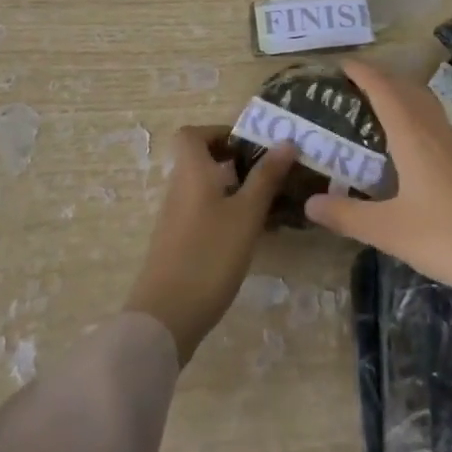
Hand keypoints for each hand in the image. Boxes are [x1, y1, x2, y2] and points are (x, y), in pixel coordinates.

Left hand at [123, 126, 296, 364]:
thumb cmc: (209, 255)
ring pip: (206, 190)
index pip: (192, 134)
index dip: (218, 132)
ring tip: (269, 204)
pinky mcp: (178, 245)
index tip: (248, 144)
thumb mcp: (246, 214)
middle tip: (268, 173)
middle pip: (201, 161)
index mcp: (191, 172)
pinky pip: (204, 214)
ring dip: (235, 190)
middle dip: (235, 162)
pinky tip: (251, 236)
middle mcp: (179, 189)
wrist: (165, 319)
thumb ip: (266, 177)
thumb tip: (286, 141)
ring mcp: (176, 219)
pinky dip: (226, 215)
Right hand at [304, 61, 451, 359]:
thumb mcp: (389, 232)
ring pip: (429, 108)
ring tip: (382, 112)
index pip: (384, 90)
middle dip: (383, 80)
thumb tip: (309, 202)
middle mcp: (437, 133)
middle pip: (409, 90)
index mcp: (414, 137)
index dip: (363, 73)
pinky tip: (416, 153)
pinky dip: (421, 122)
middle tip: (356, 86)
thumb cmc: (448, 240)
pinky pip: (441, 129)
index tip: (342, 64)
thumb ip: (347, 215)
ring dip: (404, 98)